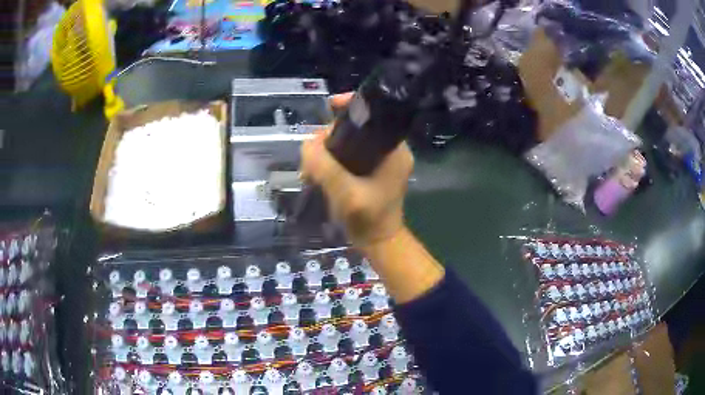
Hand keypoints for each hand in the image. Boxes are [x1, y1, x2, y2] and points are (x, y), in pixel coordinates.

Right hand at [300, 93, 413, 246]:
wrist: (377, 243)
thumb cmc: (368, 220)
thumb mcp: (345, 193)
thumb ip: (325, 167)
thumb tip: (307, 144)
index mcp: (394, 150)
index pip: (374, 116)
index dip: (351, 106)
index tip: (330, 106)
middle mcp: (389, 150)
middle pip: (356, 127)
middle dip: (330, 136)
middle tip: (312, 157)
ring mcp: (379, 160)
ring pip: (348, 141)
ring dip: (326, 150)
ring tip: (311, 169)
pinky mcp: (370, 170)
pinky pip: (347, 154)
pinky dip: (331, 159)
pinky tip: (317, 172)